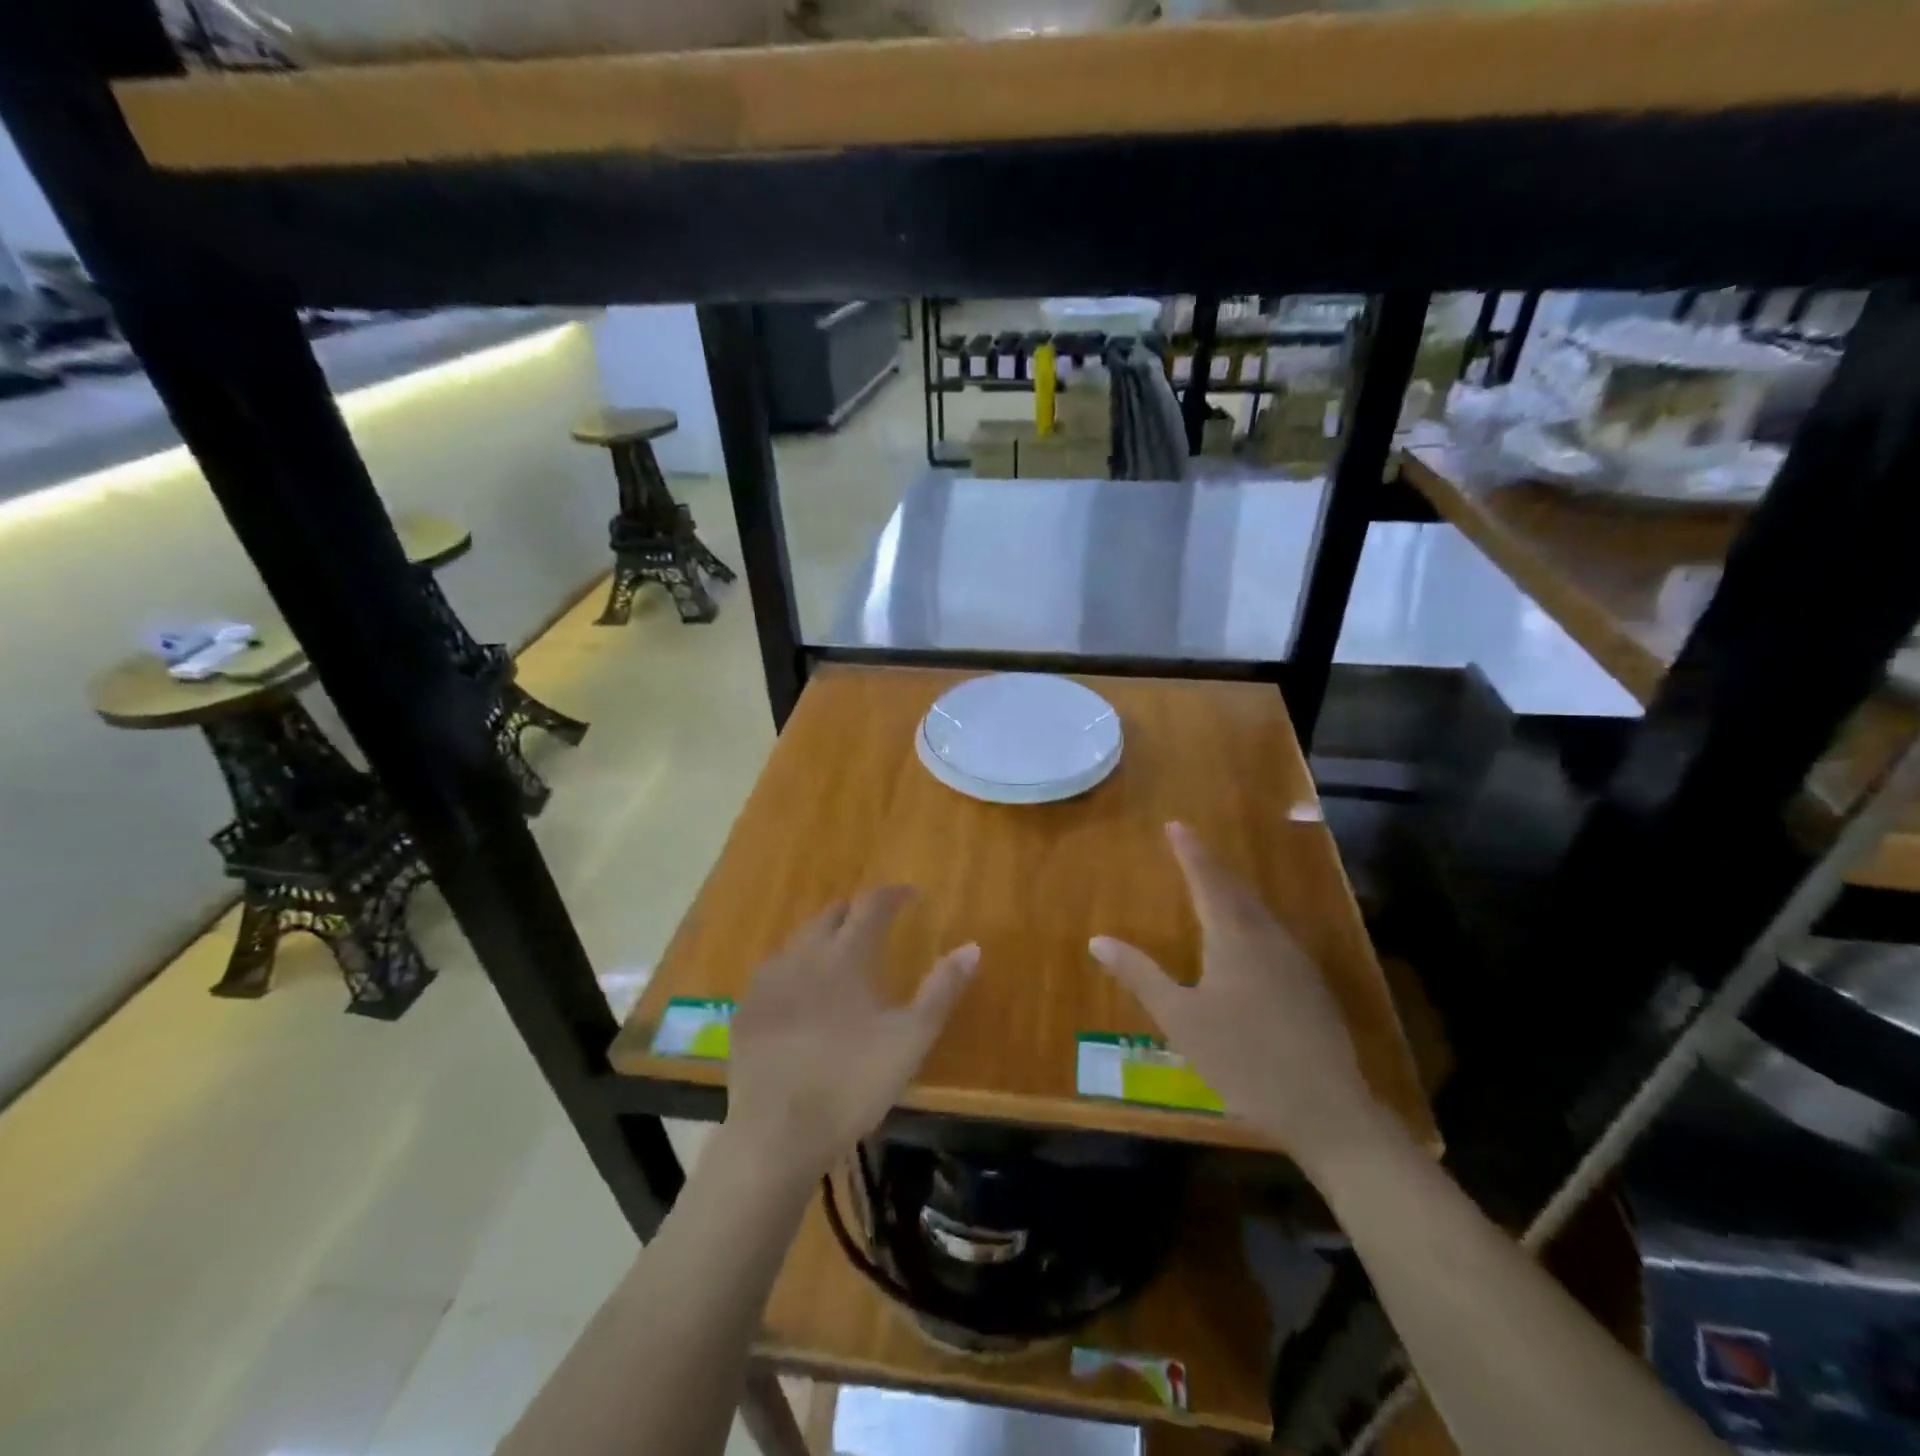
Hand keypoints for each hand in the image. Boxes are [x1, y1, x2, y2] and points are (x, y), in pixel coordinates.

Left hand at [726, 887, 977, 1183]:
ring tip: (835, 952)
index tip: (908, 894)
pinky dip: (792, 967)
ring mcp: (768, 983)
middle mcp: (803, 956)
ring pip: (797, 941)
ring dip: (821, 936)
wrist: (778, 1133)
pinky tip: (795, 989)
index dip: (891, 895)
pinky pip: (772, 971)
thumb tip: (972, 946)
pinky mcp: (746, 1011)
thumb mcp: (911, 1039)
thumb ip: (942, 989)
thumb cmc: (853, 1082)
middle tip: (872, 922)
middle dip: (853, 912)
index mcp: (846, 957)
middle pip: (829, 916)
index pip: (870, 906)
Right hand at [1089, 822, 1387, 1170]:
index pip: (1207, 880)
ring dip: (1234, 894)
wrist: (1326, 1108)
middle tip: (1191, 848)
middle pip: (1236, 891)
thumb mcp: (1180, 1018)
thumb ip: (1140, 975)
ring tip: (1214, 887)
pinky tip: (1249, 941)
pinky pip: (1274, 936)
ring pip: (1259, 913)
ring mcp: (1296, 962)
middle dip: (1211, 867)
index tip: (1176, 825)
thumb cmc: (1242, 1059)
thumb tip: (1097, 940)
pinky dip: (1252, 921)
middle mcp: (1268, 938)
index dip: (1190, 852)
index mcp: (1234, 938)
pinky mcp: (1311, 987)